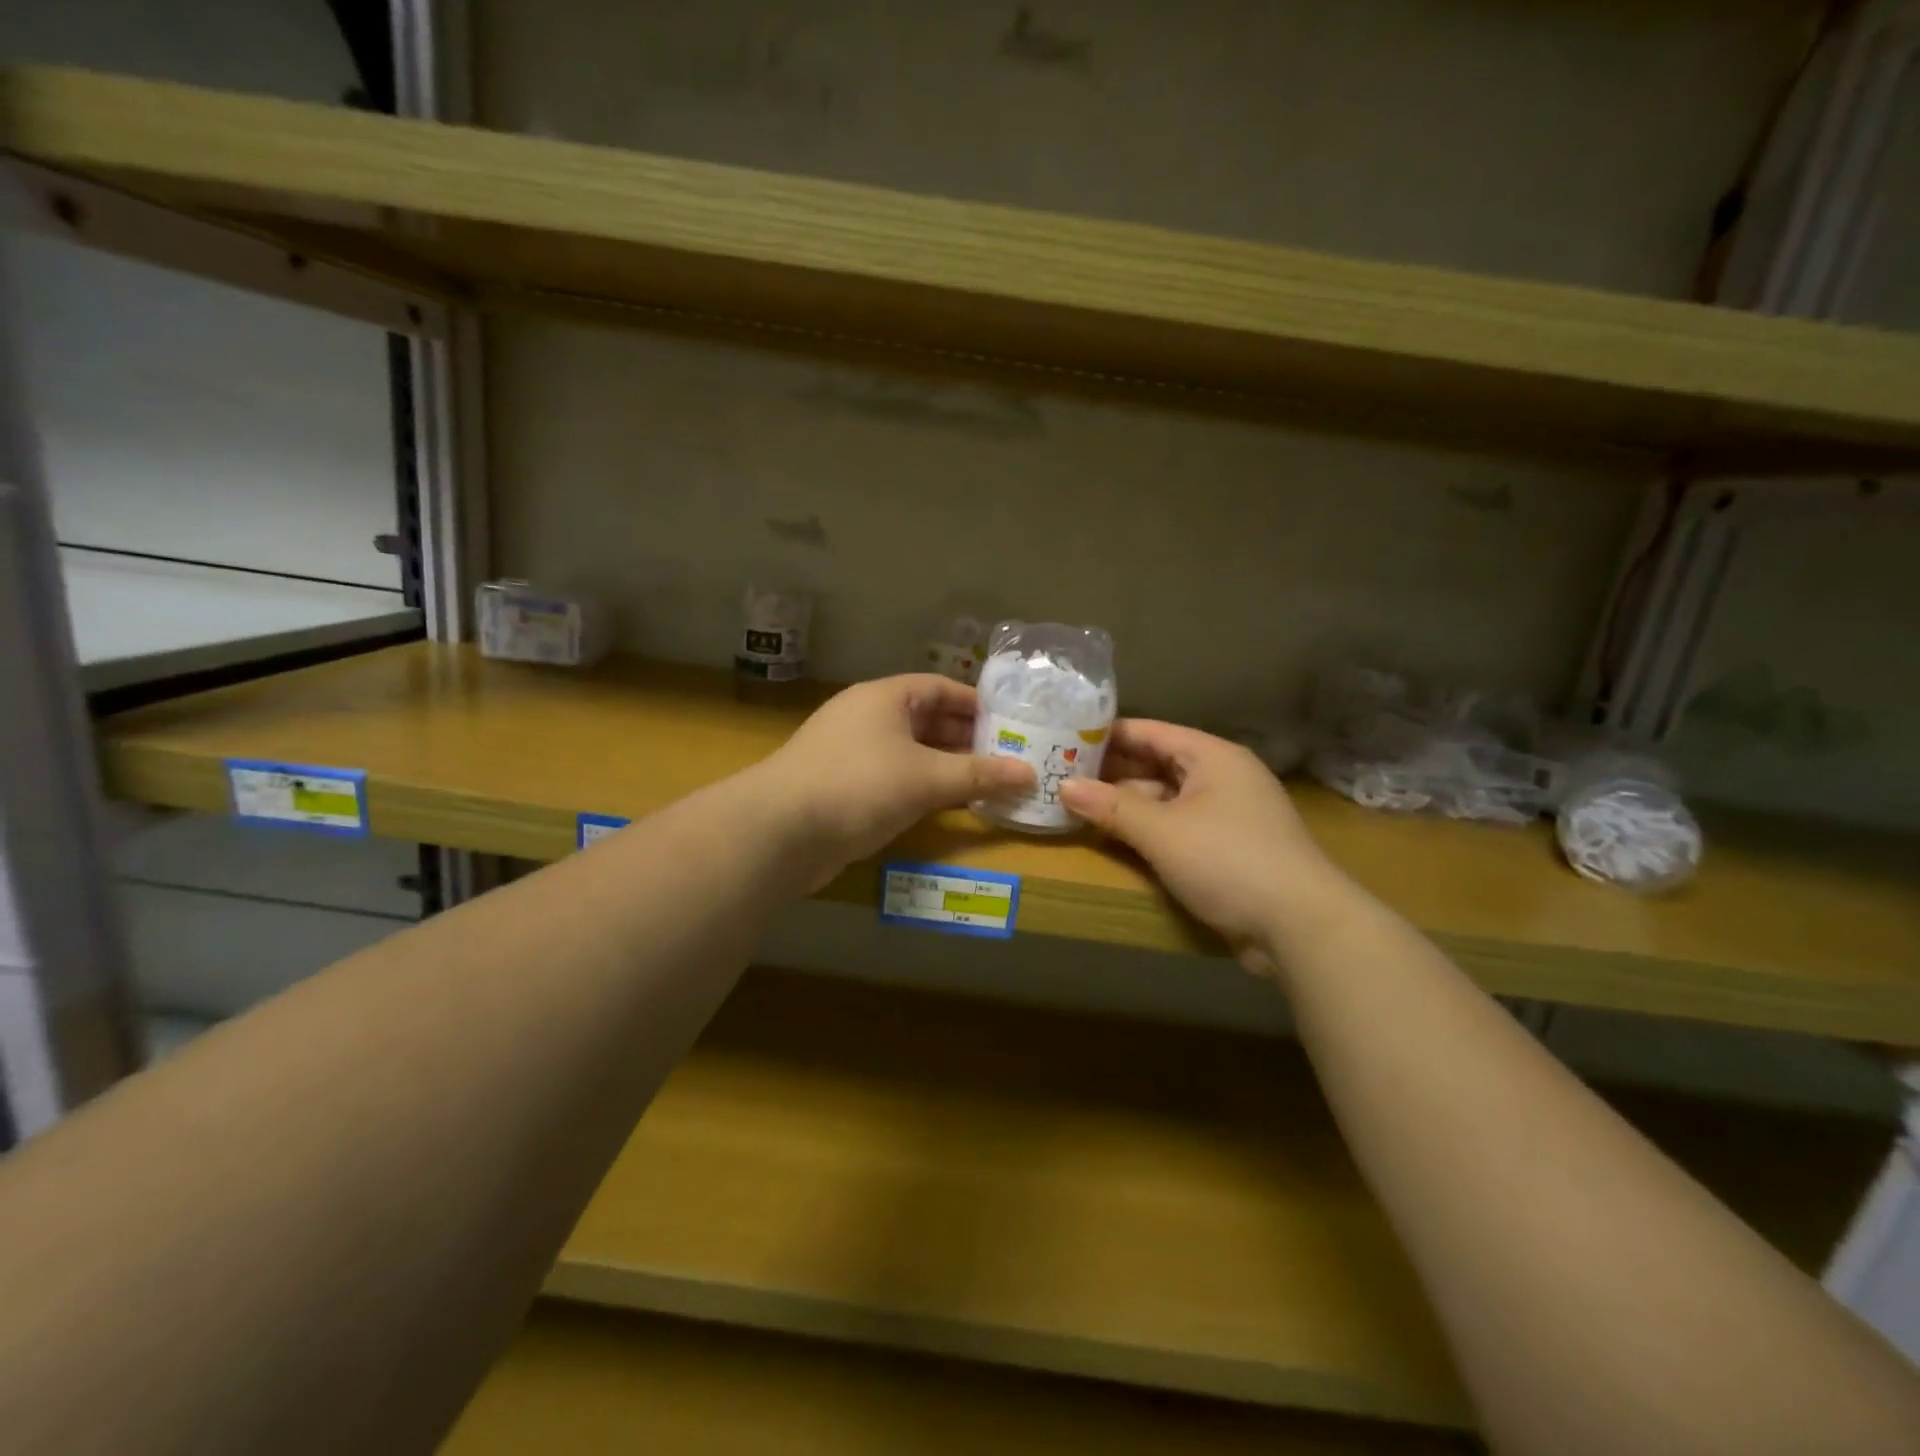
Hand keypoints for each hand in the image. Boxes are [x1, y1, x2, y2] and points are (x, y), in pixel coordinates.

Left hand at [763, 675, 1033, 876]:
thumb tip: (1030, 774)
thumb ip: (979, 775)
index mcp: (884, 698)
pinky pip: (893, 779)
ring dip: (946, 767)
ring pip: (910, 753)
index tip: (1012, 723)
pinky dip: (921, 788)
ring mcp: (851, 753)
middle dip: (966, 739)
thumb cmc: (859, 785)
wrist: (779, 832)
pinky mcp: (842, 787)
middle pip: (926, 720)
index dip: (977, 704)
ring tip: (987, 784)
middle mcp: (866, 718)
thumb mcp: (926, 778)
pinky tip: (945, 806)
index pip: (940, 688)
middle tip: (1008, 758)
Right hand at [1058, 720, 1347, 974]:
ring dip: (1127, 807)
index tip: (1064, 739)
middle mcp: (1222, 777)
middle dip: (1111, 774)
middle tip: (1061, 778)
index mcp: (1212, 757)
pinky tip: (1117, 840)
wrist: (1300, 926)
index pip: (1150, 732)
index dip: (1107, 736)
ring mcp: (1227, 815)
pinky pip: (1178, 828)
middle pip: (1156, 766)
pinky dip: (1149, 831)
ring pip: (1166, 800)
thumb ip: (1111, 807)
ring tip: (1078, 810)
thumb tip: (1063, 786)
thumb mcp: (1162, 831)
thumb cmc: (1228, 860)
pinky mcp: (1229, 849)